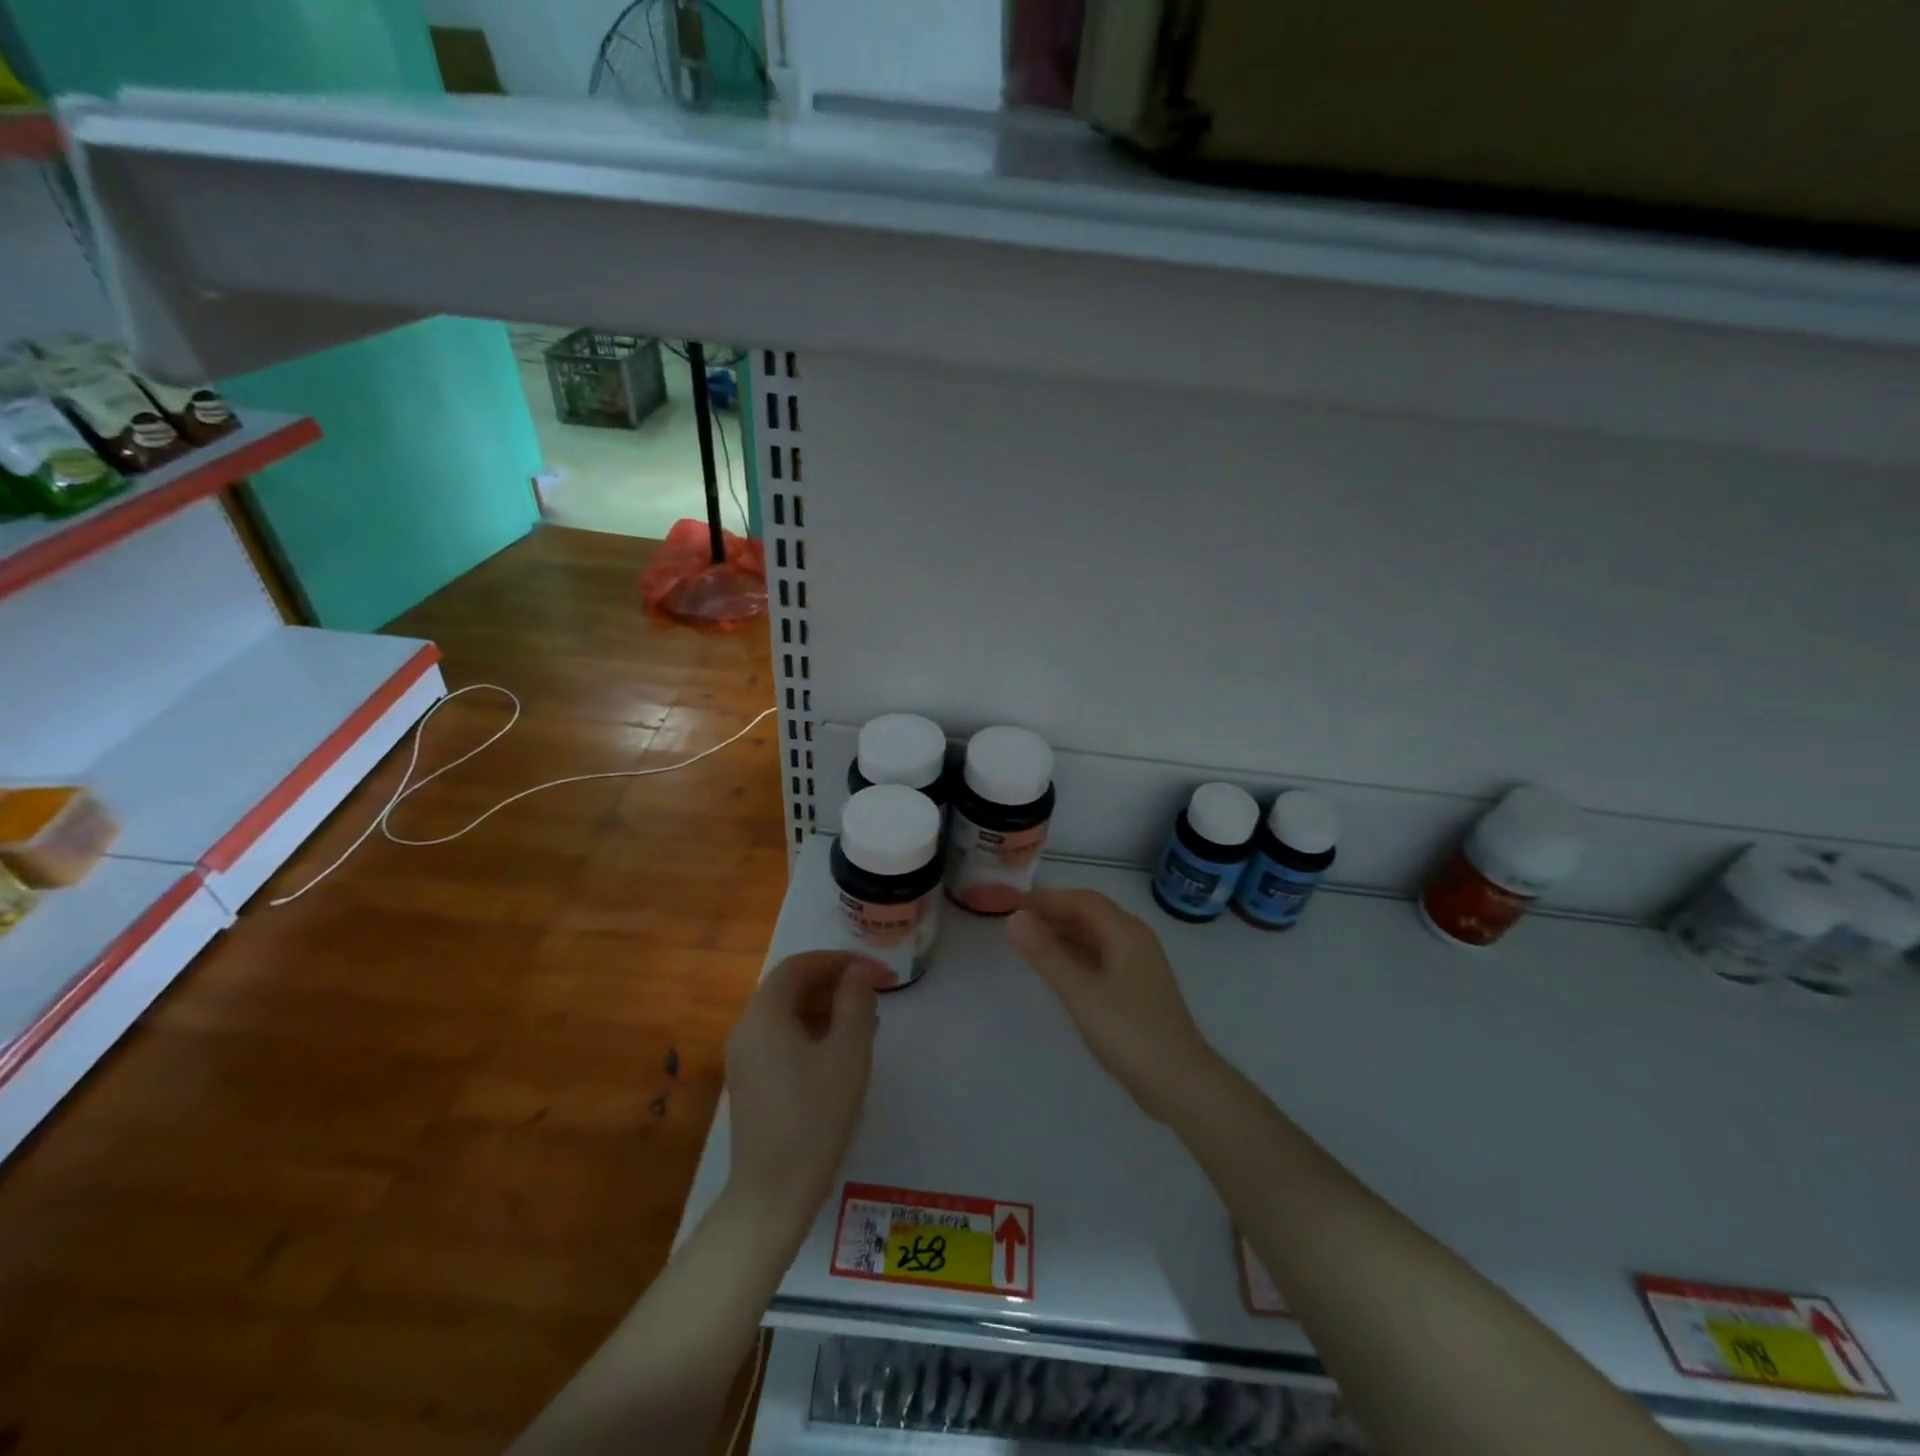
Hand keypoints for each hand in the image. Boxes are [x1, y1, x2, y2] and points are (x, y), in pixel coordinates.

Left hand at [725, 952, 886, 1216]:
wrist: (774, 1193)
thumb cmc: (815, 1115)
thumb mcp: (847, 1052)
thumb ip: (855, 1002)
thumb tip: (857, 972)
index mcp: (764, 1014)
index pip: (799, 966)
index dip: (839, 961)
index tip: (875, 971)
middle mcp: (747, 1029)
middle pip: (791, 988)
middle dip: (835, 984)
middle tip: (875, 996)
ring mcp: (745, 1058)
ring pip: (788, 1014)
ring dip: (827, 1009)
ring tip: (866, 1024)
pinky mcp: (751, 1083)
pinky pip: (783, 1040)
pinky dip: (813, 1033)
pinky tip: (842, 1053)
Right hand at [1008, 889, 1220, 1123]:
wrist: (1180, 1084)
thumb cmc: (1129, 1031)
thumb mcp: (1080, 991)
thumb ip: (1046, 954)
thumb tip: (1014, 918)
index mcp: (1126, 932)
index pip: (1082, 900)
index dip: (1047, 899)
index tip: (1013, 904)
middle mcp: (1135, 940)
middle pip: (1090, 915)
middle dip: (1053, 915)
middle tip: (1015, 924)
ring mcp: (1138, 966)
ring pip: (1095, 938)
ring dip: (1063, 936)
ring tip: (1027, 944)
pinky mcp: (1136, 990)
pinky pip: (1100, 959)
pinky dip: (1075, 956)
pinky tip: (1055, 970)